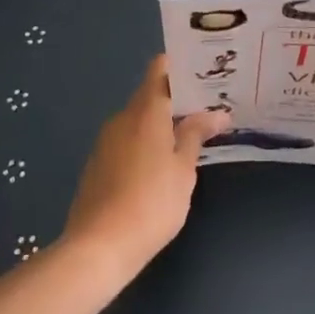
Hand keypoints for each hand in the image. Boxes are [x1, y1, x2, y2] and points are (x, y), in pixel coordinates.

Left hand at [62, 56, 227, 282]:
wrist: (98, 247)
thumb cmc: (151, 204)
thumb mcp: (183, 170)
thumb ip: (197, 135)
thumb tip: (217, 113)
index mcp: (146, 111)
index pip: (160, 69)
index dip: (181, 66)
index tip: (205, 73)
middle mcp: (122, 118)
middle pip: (151, 94)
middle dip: (178, 100)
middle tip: (208, 109)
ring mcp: (106, 141)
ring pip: (139, 120)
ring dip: (162, 124)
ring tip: (190, 137)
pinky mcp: (98, 164)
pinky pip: (127, 140)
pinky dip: (145, 143)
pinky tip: (161, 166)